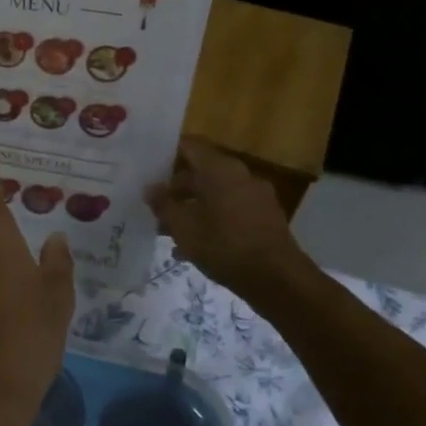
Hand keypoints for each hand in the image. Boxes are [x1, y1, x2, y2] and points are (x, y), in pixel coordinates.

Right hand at [145, 138, 307, 296]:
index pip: (190, 146)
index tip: (148, 167)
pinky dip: (211, 220)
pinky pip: (230, 210)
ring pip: (215, 194)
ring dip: (192, 208)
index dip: (166, 153)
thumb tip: (150, 188)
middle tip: (154, 207)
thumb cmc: (224, 246)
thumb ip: (164, 205)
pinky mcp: (265, 217)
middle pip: (201, 172)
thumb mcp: (183, 227)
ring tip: (169, 232)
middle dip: (176, 190)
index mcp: (220, 169)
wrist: (277, 279)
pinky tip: (194, 247)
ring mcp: (256, 196)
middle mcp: (240, 175)